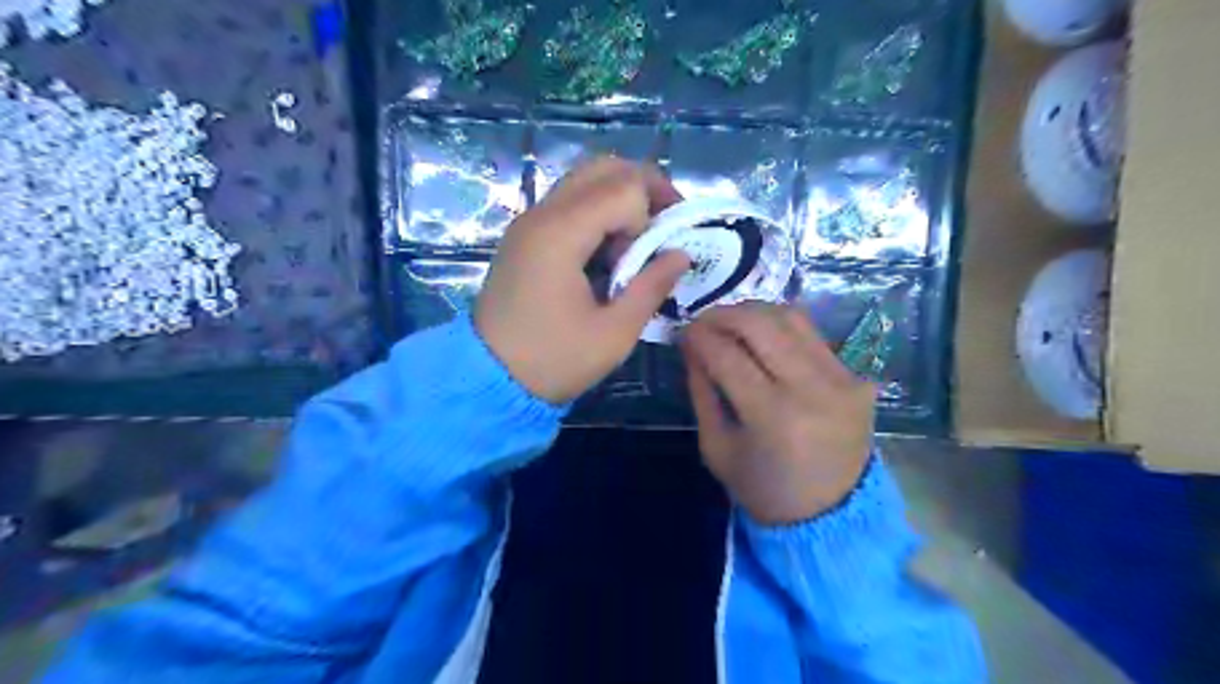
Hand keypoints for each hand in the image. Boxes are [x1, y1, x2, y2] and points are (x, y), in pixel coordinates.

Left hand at [474, 157, 685, 403]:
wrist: (488, 379)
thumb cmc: (553, 360)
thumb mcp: (614, 333)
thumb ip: (652, 286)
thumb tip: (681, 254)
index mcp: (560, 234)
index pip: (624, 188)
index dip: (653, 216)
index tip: (657, 256)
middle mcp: (541, 214)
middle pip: (604, 167)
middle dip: (645, 187)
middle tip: (666, 224)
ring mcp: (528, 222)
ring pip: (584, 180)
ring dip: (620, 198)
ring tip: (638, 241)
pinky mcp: (524, 236)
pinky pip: (568, 202)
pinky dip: (598, 211)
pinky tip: (607, 251)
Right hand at [684, 302, 872, 523]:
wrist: (833, 516)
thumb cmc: (764, 488)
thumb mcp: (717, 447)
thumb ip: (702, 391)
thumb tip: (692, 345)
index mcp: (772, 416)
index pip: (727, 355)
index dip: (699, 336)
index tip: (684, 331)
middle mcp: (811, 389)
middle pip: (761, 324)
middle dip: (724, 313)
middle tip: (704, 320)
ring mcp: (841, 379)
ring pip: (792, 318)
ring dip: (755, 313)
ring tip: (732, 323)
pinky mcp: (857, 378)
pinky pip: (813, 337)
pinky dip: (782, 331)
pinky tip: (765, 341)